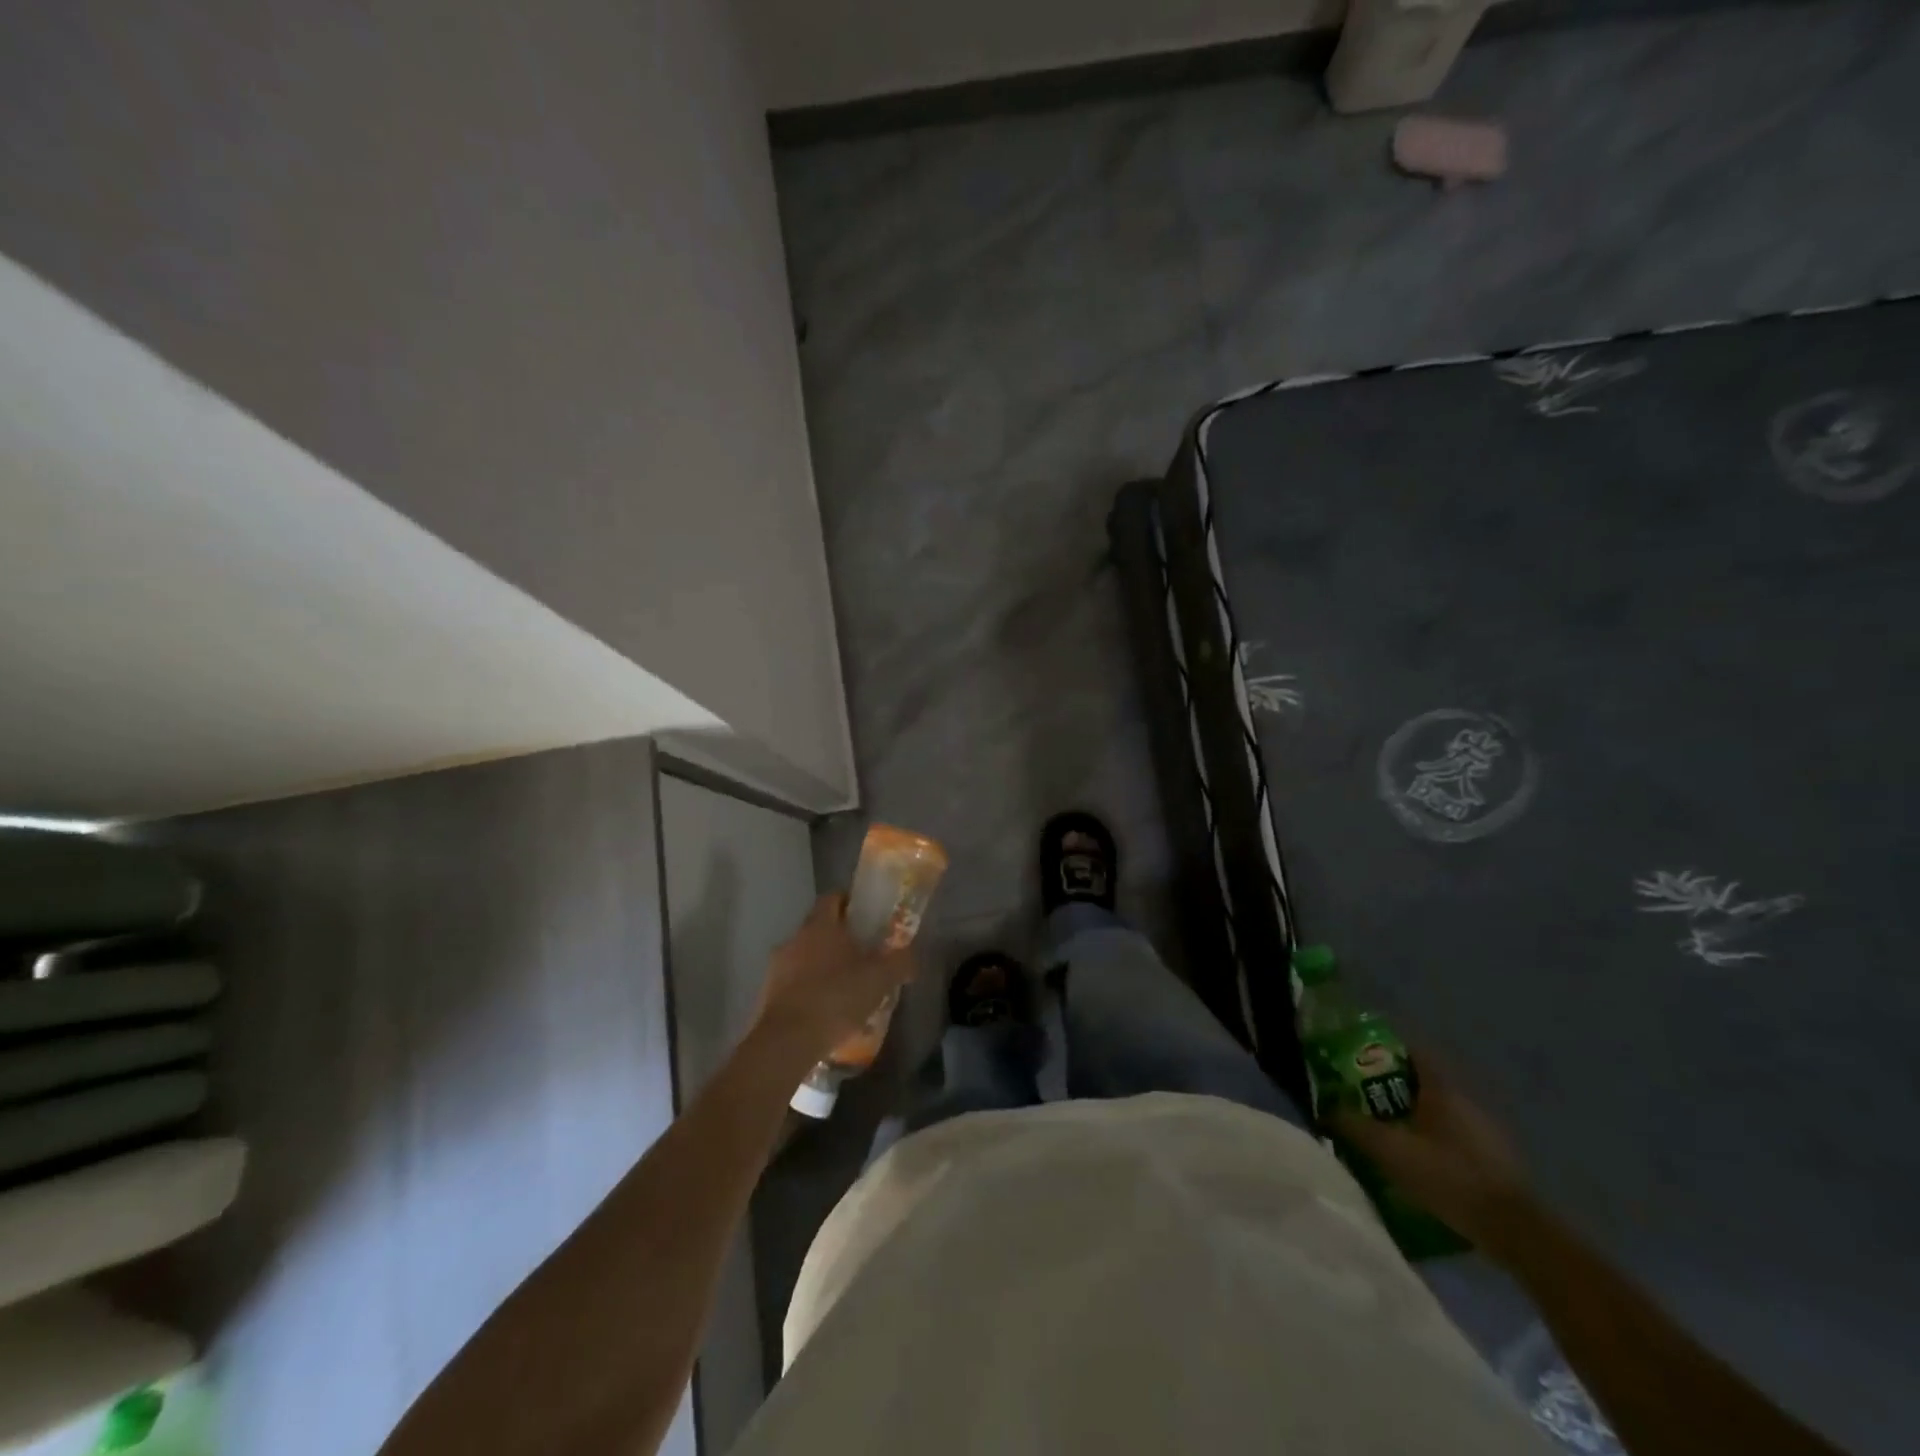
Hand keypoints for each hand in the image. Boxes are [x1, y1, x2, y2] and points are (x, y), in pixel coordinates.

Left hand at [753, 893, 916, 1062]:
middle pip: (818, 928)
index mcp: (821, 925)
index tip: (865, 916)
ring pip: (804, 957)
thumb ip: (899, 963)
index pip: (832, 898)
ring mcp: (776, 967)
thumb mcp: (879, 979)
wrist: (787, 1041)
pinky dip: (807, 990)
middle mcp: (795, 938)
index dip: (848, 902)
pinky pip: (792, 983)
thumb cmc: (836, 998)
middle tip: (861, 955)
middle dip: (838, 938)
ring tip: (843, 987)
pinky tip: (824, 1011)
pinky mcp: (767, 994)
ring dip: (821, 966)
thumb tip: (911, 958)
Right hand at [1330, 1053, 1534, 1251]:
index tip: (1356, 1058)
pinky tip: (1416, 1161)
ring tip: (1383, 1131)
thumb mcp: (1391, 1152)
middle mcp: (1464, 1100)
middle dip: (1389, 1085)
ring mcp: (1483, 1130)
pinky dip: (1430, 1138)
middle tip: (1360, 1098)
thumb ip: (1354, 1127)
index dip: (1382, 1049)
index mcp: (1441, 1089)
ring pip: (1436, 1110)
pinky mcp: (1492, 1158)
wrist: (1515, 1230)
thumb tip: (1326, 1110)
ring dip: (1410, 1114)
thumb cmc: (1449, 1176)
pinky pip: (1451, 1135)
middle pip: (1420, 1081)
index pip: (1410, 1051)